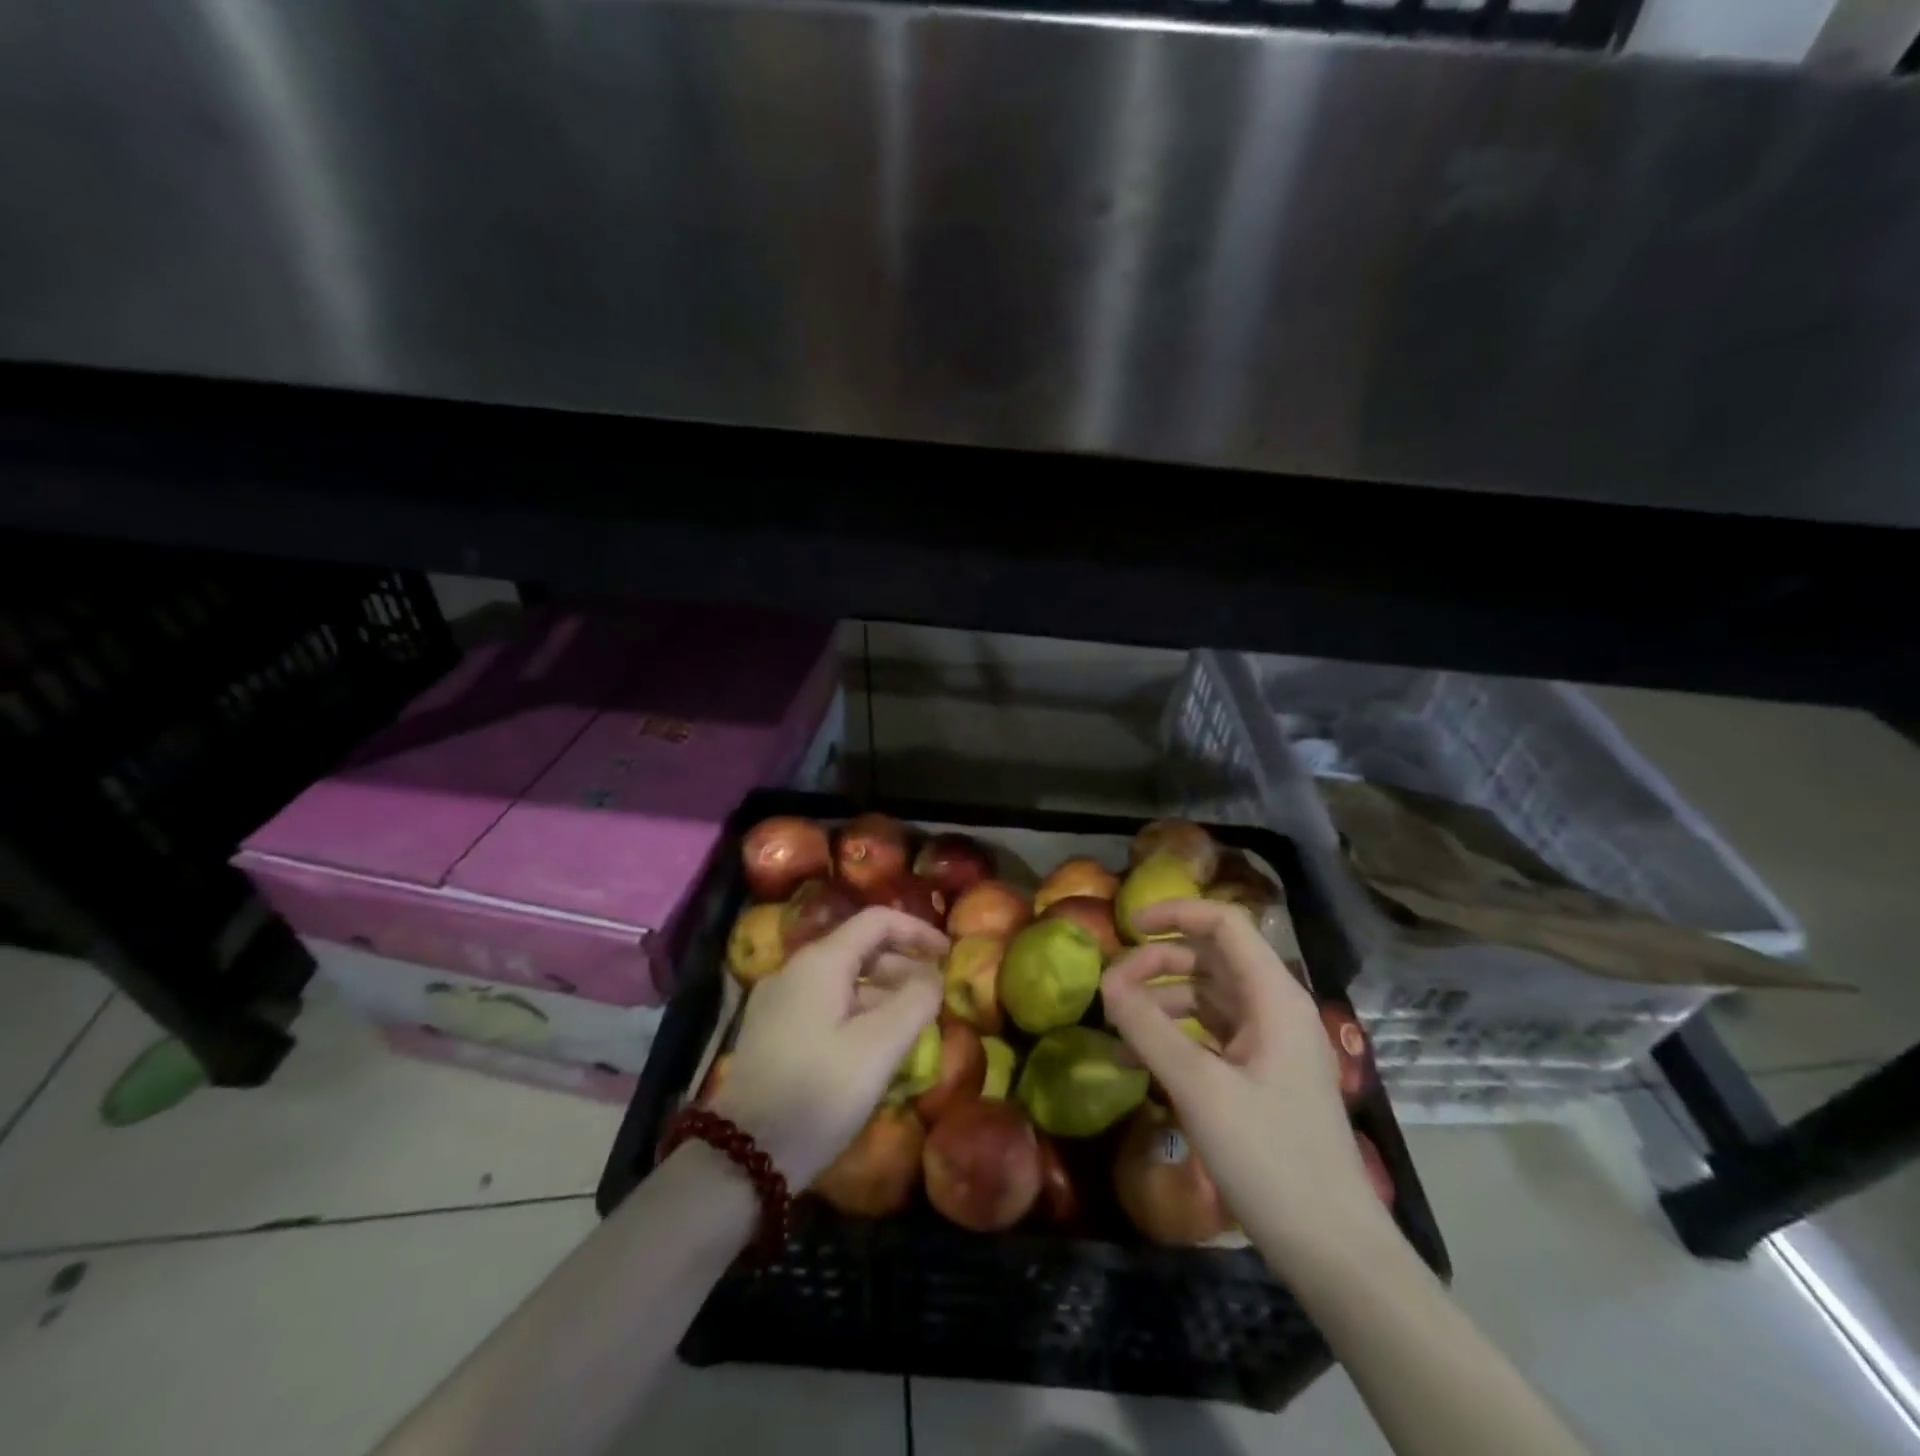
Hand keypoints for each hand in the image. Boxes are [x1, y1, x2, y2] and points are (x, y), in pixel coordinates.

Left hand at [710, 907, 945, 1186]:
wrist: (744, 1156)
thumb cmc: (820, 1092)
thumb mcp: (879, 1047)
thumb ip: (915, 1002)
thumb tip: (933, 978)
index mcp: (820, 962)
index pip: (876, 921)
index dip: (917, 931)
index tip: (948, 955)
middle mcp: (795, 970)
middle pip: (859, 948)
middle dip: (902, 965)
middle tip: (934, 996)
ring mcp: (779, 1001)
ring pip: (842, 979)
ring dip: (882, 992)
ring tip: (912, 1025)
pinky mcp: (772, 1031)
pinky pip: (825, 1004)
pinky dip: (858, 1011)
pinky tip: (874, 1046)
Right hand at [1101, 899, 1391, 1256]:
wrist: (1334, 1251)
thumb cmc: (1270, 1158)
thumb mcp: (1199, 1089)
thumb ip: (1148, 1029)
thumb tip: (1106, 982)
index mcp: (1274, 996)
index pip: (1224, 923)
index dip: (1175, 913)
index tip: (1127, 927)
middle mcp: (1275, 1009)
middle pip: (1211, 957)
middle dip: (1158, 962)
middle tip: (1111, 986)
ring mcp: (1271, 1044)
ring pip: (1207, 996)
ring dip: (1161, 1001)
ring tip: (1117, 1024)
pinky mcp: (1262, 1076)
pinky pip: (1211, 1036)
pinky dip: (1174, 1036)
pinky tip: (1137, 1061)